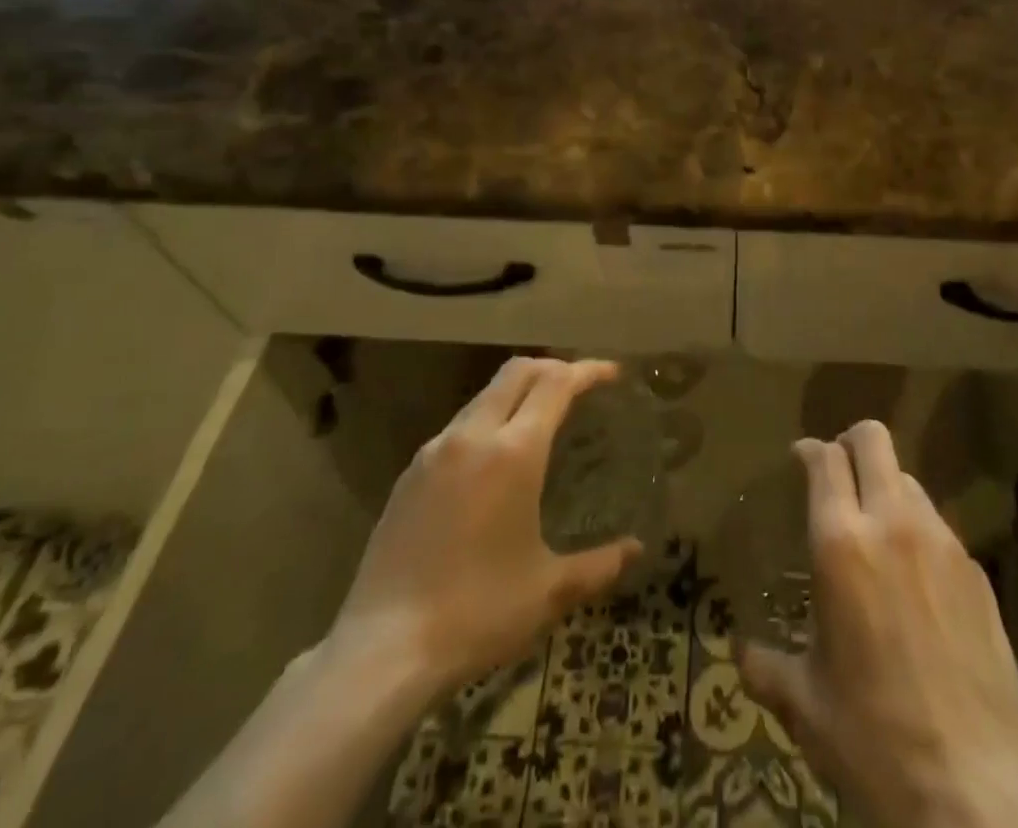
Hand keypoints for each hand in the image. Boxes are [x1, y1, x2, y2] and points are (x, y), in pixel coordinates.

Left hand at [324, 357, 640, 704]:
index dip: (587, 371)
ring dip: (517, 392)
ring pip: (484, 396)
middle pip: (517, 372)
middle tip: (579, 384)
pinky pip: (459, 426)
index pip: (556, 384)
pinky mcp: (409, 475)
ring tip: (540, 418)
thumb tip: (635, 550)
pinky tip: (493, 460)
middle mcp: (473, 436)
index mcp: (513, 452)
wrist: (382, 650)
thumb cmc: (477, 613)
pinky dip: (488, 420)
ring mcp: (434, 452)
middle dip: (552, 367)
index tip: (612, 373)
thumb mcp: (547, 592)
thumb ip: (597, 566)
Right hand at [739, 422, 1017, 827]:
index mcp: (841, 544)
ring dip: (887, 489)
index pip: (825, 460)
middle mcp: (892, 525)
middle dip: (851, 442)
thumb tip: (742, 654)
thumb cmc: (874, 739)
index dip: (810, 450)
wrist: (976, 791)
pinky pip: (939, 527)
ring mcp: (942, 544)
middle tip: (838, 469)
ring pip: (910, 480)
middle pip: (873, 441)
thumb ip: (767, 668)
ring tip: (877, 531)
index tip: (801, 457)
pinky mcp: (977, 572)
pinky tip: (916, 582)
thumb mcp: (807, 706)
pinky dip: (918, 533)